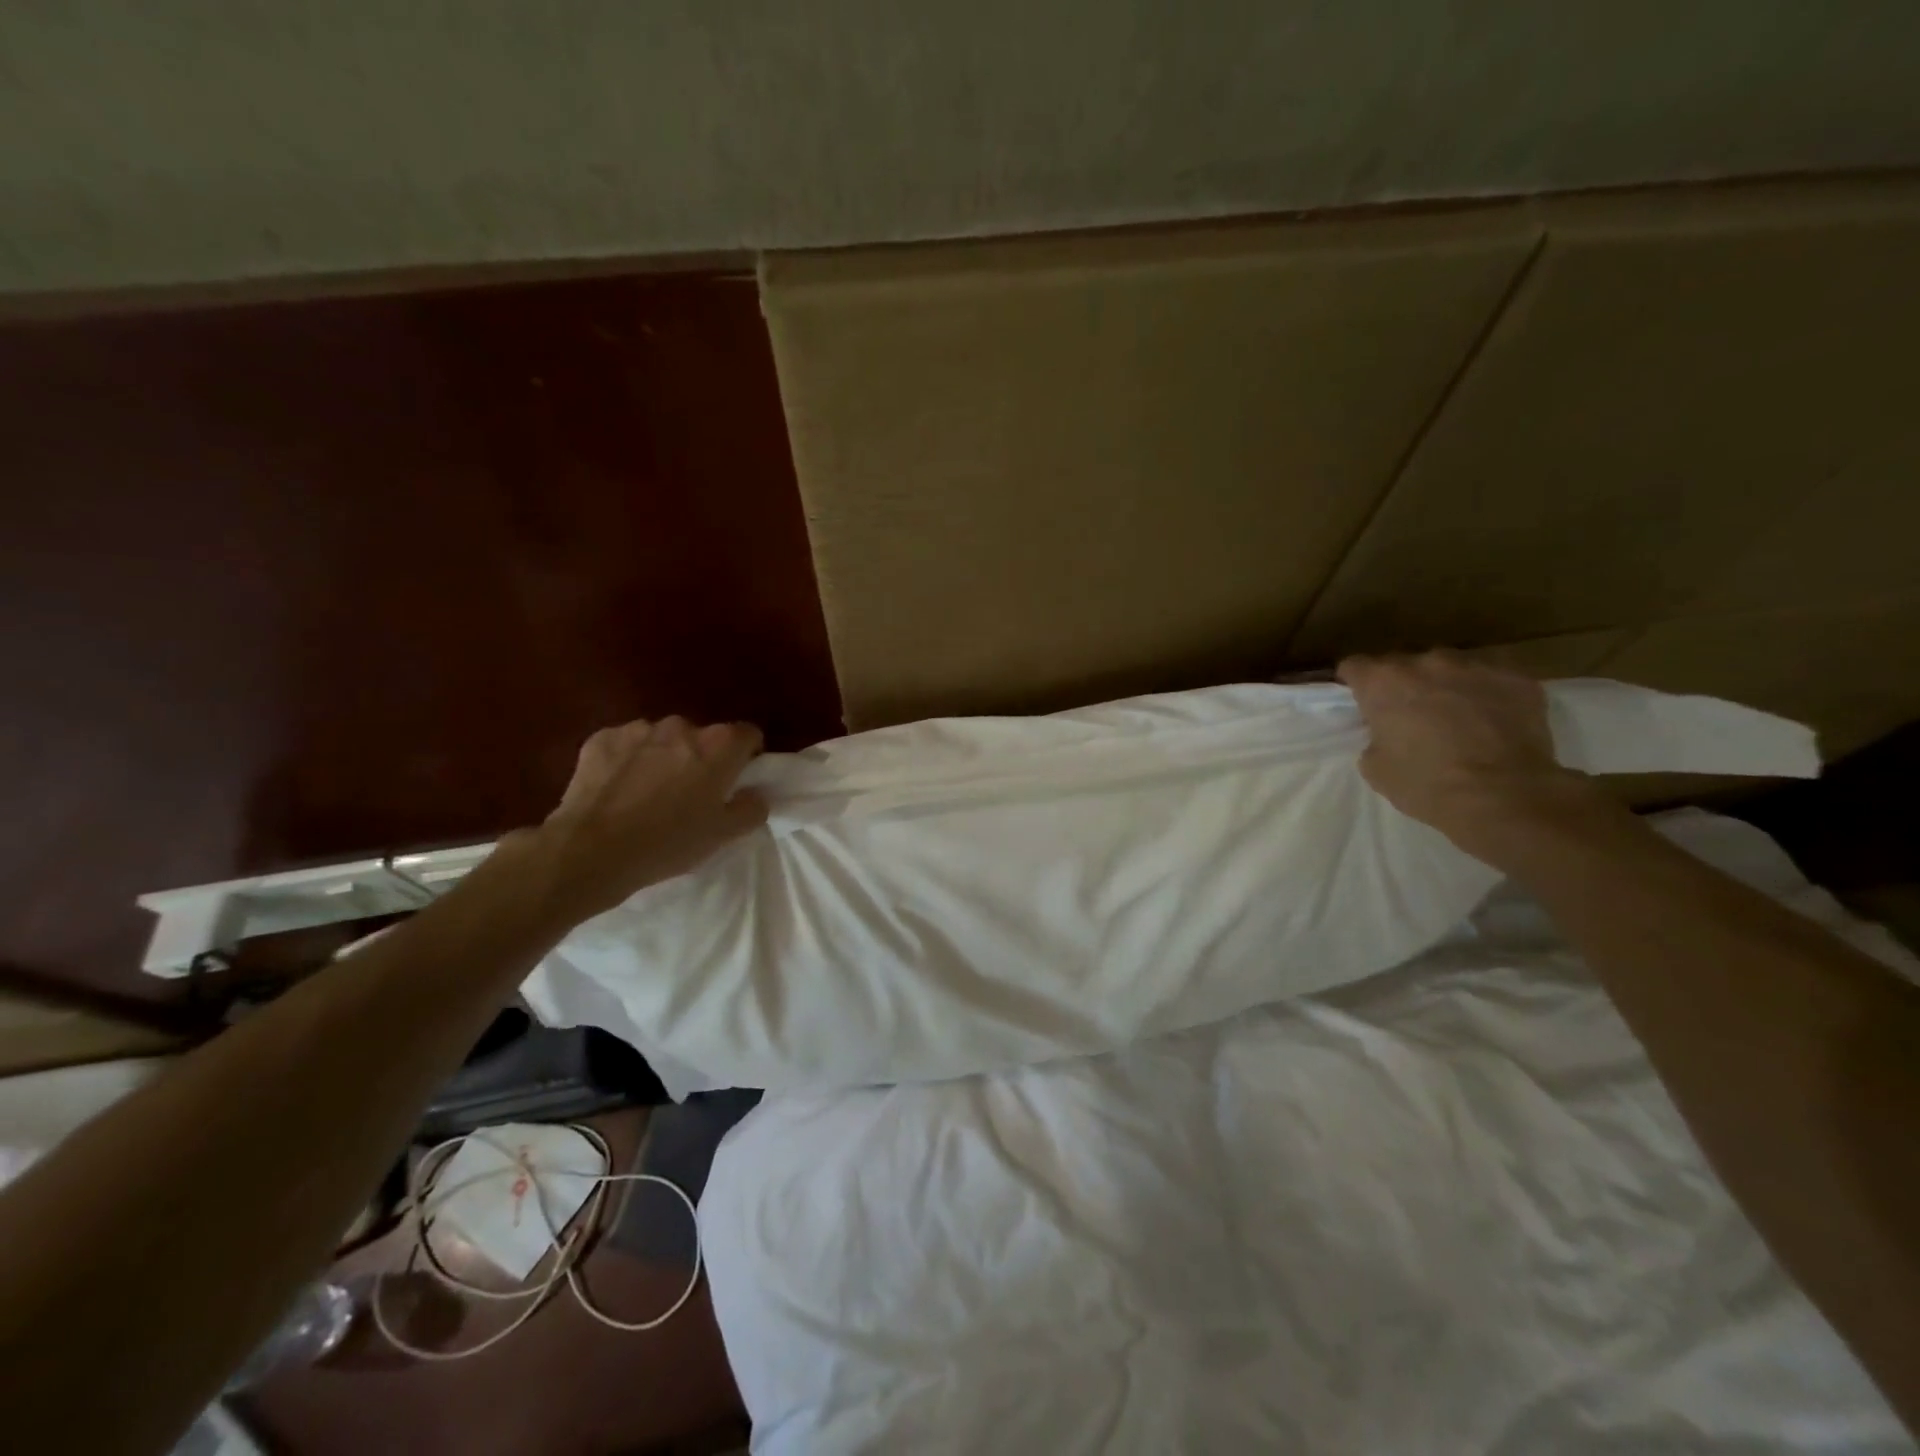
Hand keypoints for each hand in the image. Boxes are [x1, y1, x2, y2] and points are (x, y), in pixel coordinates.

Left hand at [514, 716, 768, 926]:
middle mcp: (682, 726)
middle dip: (701, 759)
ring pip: (663, 740)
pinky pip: (626, 745)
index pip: (748, 735)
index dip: (746, 757)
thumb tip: (755, 794)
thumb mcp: (723, 835)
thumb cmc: (668, 843)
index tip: (735, 782)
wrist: (590, 851)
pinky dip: (628, 761)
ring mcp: (639, 729)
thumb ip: (751, 808)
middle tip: (689, 795)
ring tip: (648, 795)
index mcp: (719, 745)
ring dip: (663, 758)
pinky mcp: (602, 738)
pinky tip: (618, 792)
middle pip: (703, 737)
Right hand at [1337, 650, 1606, 863]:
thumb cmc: (1425, 783)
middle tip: (1410, 716)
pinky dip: (1487, 696)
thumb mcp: (1375, 767)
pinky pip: (1493, 680)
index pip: (1355, 666)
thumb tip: (1388, 733)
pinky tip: (1493, 724)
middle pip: (1404, 664)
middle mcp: (1426, 663)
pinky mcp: (1517, 679)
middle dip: (1403, 684)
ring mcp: (1476, 666)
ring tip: (1457, 717)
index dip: (1355, 683)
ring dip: (1446, 685)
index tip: (1361, 701)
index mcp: (1383, 682)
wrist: (1503, 795)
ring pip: (1450, 668)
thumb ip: (1375, 737)